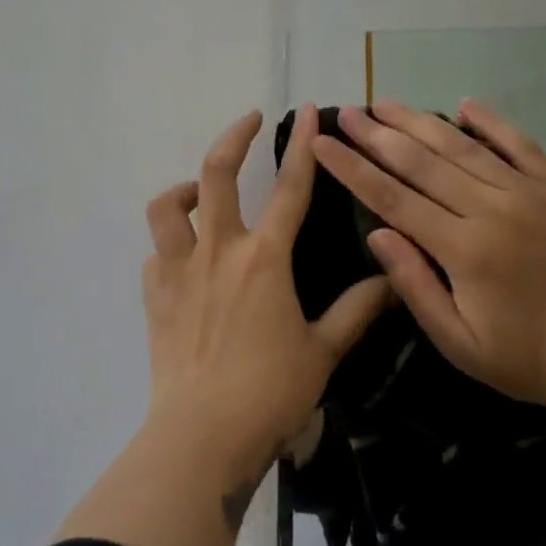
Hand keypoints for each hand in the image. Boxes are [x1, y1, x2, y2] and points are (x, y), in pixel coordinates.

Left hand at [142, 107, 393, 503]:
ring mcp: (179, 271)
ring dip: (184, 190)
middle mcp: (218, 250)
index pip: (290, 188)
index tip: (306, 110)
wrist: (202, 435)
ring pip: (167, 207)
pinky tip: (184, 261)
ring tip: (201, 193)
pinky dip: (169, 246)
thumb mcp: (323, 350)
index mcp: (265, 258)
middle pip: (217, 173)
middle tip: (248, 121)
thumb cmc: (270, 392)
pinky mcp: (153, 296)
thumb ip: (357, 310)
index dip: (301, 145)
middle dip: (233, 137)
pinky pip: (155, 255)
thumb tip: (392, 279)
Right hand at [310, 99, 545, 416]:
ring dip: (420, 122)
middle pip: (423, 162)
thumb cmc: (526, 360)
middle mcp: (494, 209)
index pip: (393, 197)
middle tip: (346, 113)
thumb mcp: (459, 342)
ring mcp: (531, 193)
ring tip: (386, 103)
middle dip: (378, 136)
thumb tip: (376, 232)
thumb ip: (414, 285)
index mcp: (465, 250)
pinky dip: (492, 122)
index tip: (322, 143)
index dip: (352, 168)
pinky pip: (521, 145)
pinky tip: (465, 103)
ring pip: (464, 147)